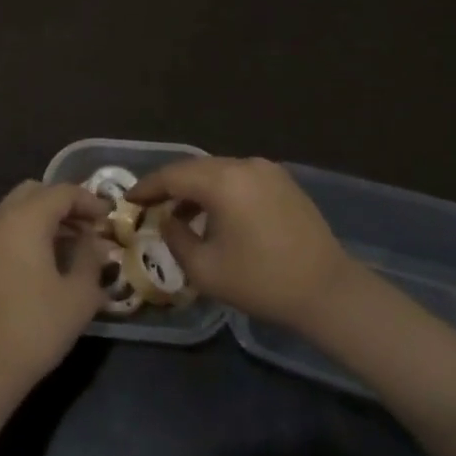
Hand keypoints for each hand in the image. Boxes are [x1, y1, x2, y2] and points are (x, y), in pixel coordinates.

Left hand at [0, 181, 110, 402]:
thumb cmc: (36, 328)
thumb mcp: (78, 296)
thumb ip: (91, 260)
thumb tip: (97, 243)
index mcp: (25, 220)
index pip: (62, 192)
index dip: (89, 200)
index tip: (109, 218)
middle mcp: (0, 219)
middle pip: (36, 192)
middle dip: (64, 203)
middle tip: (89, 226)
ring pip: (18, 209)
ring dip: (45, 217)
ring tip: (72, 243)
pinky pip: (6, 228)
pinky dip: (28, 230)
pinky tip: (46, 260)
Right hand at [131, 157, 355, 329]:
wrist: (327, 291)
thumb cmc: (261, 281)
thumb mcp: (205, 269)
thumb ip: (176, 238)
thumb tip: (168, 220)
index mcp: (223, 181)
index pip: (172, 175)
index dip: (147, 187)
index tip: (128, 199)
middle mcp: (244, 165)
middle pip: (195, 169)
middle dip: (170, 186)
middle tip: (150, 206)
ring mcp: (268, 170)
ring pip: (219, 172)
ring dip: (197, 190)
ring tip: (181, 216)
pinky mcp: (284, 182)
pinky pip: (240, 179)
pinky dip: (221, 191)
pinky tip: (216, 216)